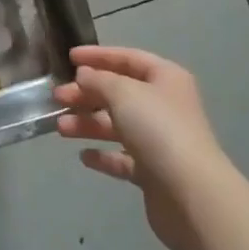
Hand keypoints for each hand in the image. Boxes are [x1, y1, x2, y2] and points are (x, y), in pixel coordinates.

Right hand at [54, 45, 231, 249]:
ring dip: (88, 124)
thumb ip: (99, 80)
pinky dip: (103, 155)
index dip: (98, 56)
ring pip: (117, 125)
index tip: (69, 58)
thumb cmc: (158, 129)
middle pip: (119, 93)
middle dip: (87, 94)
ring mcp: (160, 140)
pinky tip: (84, 157)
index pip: (128, 58)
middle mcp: (164, 105)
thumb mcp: (123, 93)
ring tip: (61, 128)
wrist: (190, 194)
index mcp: (165, 78)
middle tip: (58, 98)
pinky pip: (122, 158)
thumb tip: (84, 75)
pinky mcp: (153, 171)